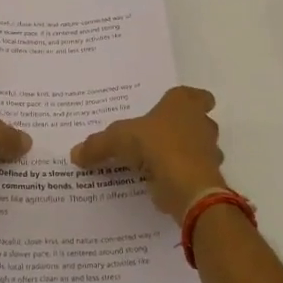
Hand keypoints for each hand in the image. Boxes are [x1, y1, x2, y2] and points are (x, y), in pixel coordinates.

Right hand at [70, 86, 223, 219]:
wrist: (188, 186)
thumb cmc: (157, 146)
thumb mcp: (118, 140)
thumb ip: (97, 145)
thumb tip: (74, 153)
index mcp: (183, 105)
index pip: (197, 96)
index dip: (191, 100)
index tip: (178, 108)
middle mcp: (201, 124)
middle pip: (200, 122)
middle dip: (185, 128)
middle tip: (161, 135)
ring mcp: (209, 152)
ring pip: (200, 148)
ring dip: (186, 154)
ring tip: (160, 162)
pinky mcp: (207, 178)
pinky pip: (194, 173)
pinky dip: (182, 177)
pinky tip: (163, 183)